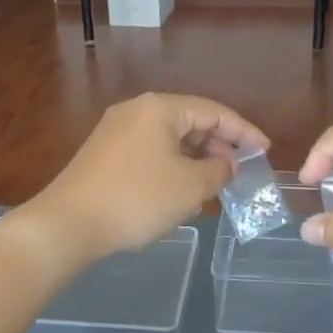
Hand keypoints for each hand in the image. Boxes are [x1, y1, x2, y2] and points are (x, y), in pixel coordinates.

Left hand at [15, 93, 267, 267]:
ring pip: (170, 141)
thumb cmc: (137, 199)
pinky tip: (182, 194)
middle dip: (219, 147)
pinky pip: (151, 154)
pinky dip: (173, 168)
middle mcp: (136, 111)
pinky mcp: (105, 155)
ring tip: (216, 186)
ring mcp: (116, 132)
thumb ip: (219, 171)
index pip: (214, 111)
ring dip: (196, 161)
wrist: (68, 224)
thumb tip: (226, 165)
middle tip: (240, 172)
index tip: (265, 151)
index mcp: (160, 108)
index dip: (244, 131)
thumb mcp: (190, 187)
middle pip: (191, 122)